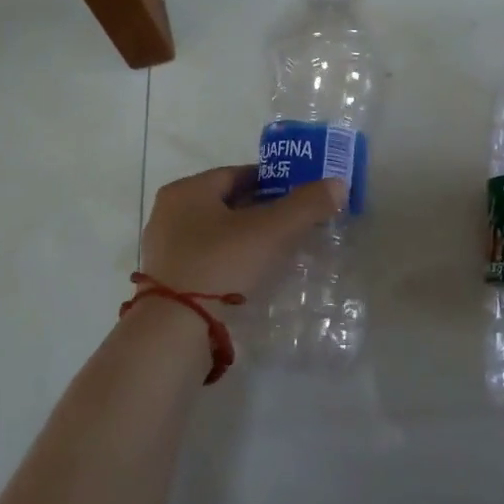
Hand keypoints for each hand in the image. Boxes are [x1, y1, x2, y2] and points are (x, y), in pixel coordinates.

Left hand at [139, 166, 345, 298]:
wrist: (176, 330)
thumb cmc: (222, 264)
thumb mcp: (272, 231)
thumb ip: (306, 204)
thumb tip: (338, 184)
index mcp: (188, 190)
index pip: (238, 174)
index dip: (273, 182)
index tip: (300, 196)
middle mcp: (169, 213)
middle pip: (227, 203)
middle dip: (262, 211)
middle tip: (295, 224)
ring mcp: (165, 249)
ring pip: (217, 233)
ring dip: (247, 239)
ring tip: (279, 252)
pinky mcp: (168, 280)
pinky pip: (208, 259)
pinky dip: (231, 261)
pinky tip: (252, 276)